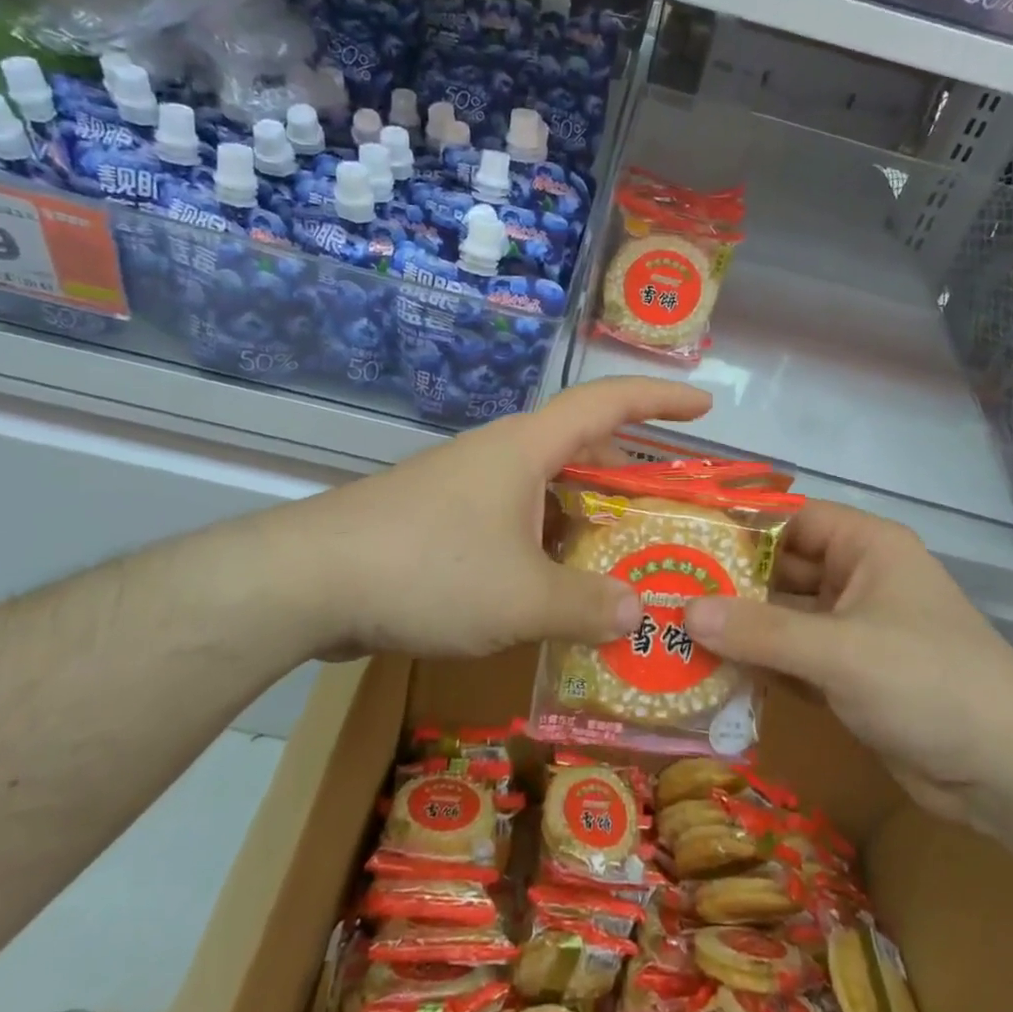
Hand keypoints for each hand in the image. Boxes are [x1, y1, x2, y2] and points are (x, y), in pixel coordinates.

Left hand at [288, 377, 712, 661]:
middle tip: (667, 512)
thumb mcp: (521, 598)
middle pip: (579, 450)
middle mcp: (500, 458)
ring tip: (621, 563)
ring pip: (544, 493)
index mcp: (527, 449)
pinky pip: (512, 524)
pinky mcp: (439, 523)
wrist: (308, 581)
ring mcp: (465, 489)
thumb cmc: (428, 570)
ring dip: (584, 522)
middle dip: (628, 477)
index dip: (660, 400)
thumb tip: (638, 612)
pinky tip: (553, 593)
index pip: (607, 403)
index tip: (704, 407)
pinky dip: (545, 548)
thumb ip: (587, 606)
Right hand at [683, 501, 1012, 827]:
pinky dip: (758, 665)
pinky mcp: (847, 677)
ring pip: (782, 619)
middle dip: (727, 583)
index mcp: (864, 548)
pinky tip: (708, 673)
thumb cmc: (927, 682)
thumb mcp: (840, 651)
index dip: (738, 527)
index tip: (680, 539)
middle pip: (780, 570)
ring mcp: (851, 631)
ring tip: (670, 631)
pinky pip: (791, 659)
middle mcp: (855, 580)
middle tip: (662, 591)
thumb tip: (683, 610)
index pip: (790, 519)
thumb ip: (761, 632)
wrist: (1006, 772)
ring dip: (737, 629)